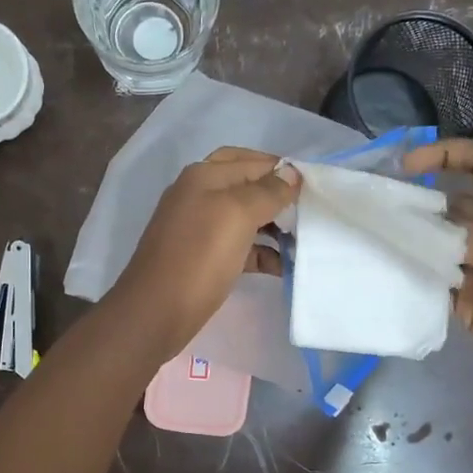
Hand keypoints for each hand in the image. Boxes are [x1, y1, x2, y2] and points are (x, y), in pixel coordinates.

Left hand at [110, 148, 299, 357]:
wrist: (156, 312)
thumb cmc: (199, 257)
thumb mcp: (237, 215)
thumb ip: (267, 191)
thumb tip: (291, 173)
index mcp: (203, 176)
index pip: (250, 160)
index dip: (282, 170)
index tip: (316, 187)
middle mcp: (198, 195)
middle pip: (246, 186)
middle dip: (277, 197)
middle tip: (309, 211)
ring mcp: (198, 228)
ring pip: (244, 218)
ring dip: (273, 227)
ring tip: (303, 241)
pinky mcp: (202, 258)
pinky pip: (239, 246)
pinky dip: (262, 253)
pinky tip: (283, 266)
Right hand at [402, 139, 472, 392]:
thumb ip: (463, 232)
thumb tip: (419, 230)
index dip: (449, 155)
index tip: (409, 164)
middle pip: (457, 203)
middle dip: (424, 201)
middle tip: (384, 207)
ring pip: (442, 240)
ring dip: (417, 237)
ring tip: (381, 234)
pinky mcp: (469, 297)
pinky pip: (437, 276)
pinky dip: (418, 270)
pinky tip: (393, 264)